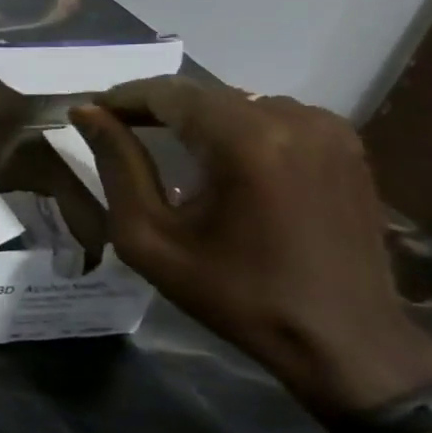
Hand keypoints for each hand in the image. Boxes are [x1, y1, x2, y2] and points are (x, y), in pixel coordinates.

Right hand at [71, 78, 431, 423]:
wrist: (343, 339)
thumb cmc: (233, 293)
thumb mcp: (149, 236)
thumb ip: (117, 165)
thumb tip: (86, 113)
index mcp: (245, 142)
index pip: (166, 93)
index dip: (121, 98)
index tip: (87, 113)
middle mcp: (292, 120)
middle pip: (202, 94)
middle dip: (152, 106)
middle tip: (112, 127)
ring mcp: (327, 130)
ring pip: (235, 102)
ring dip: (193, 116)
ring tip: (158, 141)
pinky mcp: (345, 146)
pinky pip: (271, 116)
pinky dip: (232, 126)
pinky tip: (213, 155)